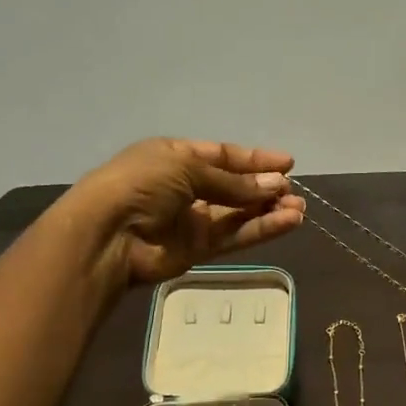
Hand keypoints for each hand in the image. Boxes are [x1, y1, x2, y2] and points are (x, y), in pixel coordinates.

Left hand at [60, 138, 305, 286]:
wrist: (107, 235)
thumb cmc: (141, 185)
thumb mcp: (187, 168)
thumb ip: (234, 182)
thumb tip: (277, 184)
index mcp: (176, 157)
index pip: (223, 156)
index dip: (255, 160)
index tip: (288, 163)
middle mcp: (186, 187)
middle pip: (234, 186)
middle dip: (264, 187)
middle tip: (293, 190)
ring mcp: (192, 220)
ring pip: (239, 213)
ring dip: (269, 209)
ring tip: (298, 207)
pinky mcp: (199, 249)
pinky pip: (236, 235)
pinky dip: (262, 228)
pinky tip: (289, 221)